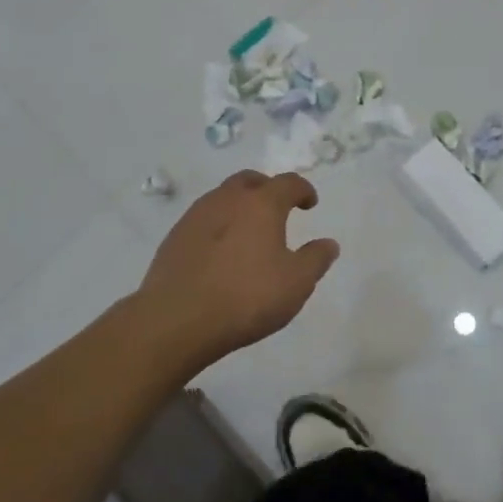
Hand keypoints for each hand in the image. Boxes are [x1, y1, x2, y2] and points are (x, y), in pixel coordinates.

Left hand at [133, 170, 340, 369]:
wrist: (176, 320)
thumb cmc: (246, 297)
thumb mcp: (296, 283)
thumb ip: (316, 259)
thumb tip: (329, 243)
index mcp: (262, 204)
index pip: (288, 183)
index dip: (303, 190)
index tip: (310, 203)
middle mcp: (228, 199)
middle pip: (250, 180)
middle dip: (267, 188)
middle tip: (277, 208)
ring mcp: (196, 216)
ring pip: (223, 197)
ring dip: (239, 206)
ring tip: (248, 232)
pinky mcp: (174, 237)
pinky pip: (203, 219)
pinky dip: (218, 225)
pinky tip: (221, 252)